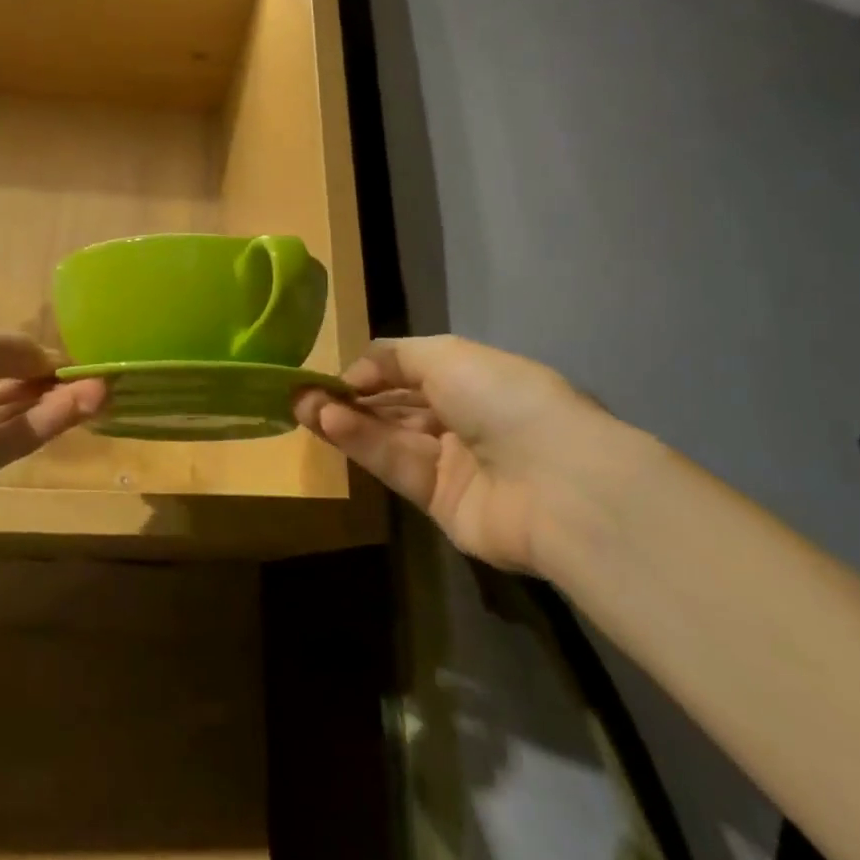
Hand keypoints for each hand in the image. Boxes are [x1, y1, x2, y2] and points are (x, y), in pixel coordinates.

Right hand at [293, 336, 644, 575]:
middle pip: (395, 406)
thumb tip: (355, 374)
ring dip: (346, 420)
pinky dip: (363, 444)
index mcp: (474, 380)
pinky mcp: (441, 504)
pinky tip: (329, 424)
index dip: (372, 371)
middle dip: (349, 397)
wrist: (558, 481)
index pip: (412, 372)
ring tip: (302, 405)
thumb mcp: (447, 355)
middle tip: (301, 391)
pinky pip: (397, 467)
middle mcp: (463, 420)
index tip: (333, 371)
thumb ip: (394, 357)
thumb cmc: (504, 398)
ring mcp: (453, 464)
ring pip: (389, 437)